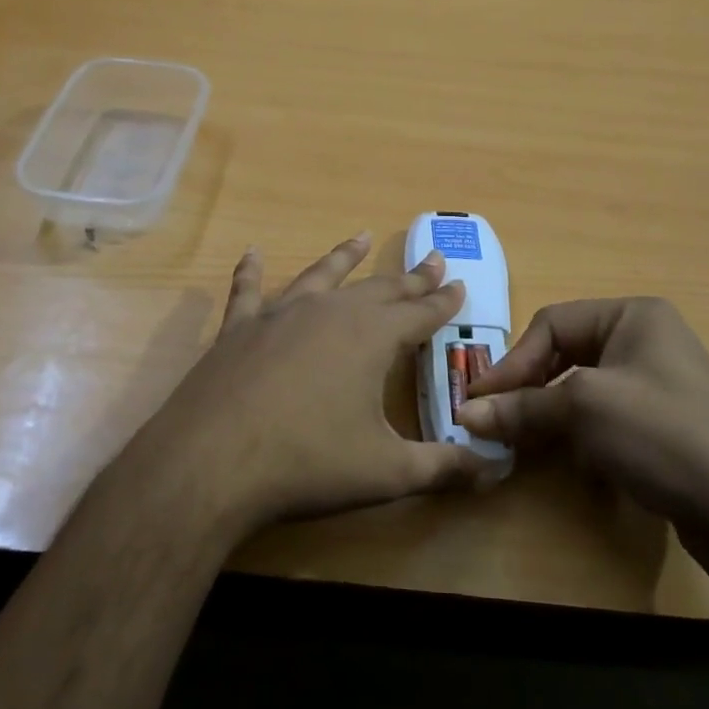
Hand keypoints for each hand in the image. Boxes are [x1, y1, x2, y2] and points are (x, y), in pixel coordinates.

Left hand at [127, 233, 493, 540]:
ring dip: (344, 257)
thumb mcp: (387, 472)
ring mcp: (280, 315)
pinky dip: (251, 271)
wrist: (212, 461)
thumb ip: (444, 468)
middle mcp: (330, 312)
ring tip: (362, 237)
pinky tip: (251, 253)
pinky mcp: (238, 328)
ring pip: (321, 275)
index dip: (443, 301)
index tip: (459, 283)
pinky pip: (248, 290)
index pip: (420, 313)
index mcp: (371, 337)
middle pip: (379, 288)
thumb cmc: (308, 463)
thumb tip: (496, 470)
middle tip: (432, 260)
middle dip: (409, 277)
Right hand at [459, 297, 708, 532]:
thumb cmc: (661, 434)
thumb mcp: (583, 410)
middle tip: (494, 418)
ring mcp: (656, 383)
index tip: (479, 401)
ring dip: (548, 411)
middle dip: (528, 386)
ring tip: (522, 438)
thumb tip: (464, 414)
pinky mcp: (661, 423)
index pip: (551, 323)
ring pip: (580, 386)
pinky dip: (576, 431)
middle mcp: (645, 339)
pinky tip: (567, 456)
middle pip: (564, 353)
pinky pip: (603, 414)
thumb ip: (521, 407)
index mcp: (632, 315)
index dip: (512, 362)